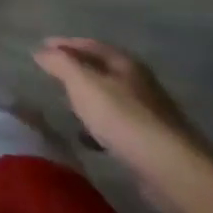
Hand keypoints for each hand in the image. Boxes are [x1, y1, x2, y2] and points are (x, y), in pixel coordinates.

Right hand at [33, 38, 212, 212]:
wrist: (172, 169)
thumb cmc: (123, 118)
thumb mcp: (83, 84)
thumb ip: (61, 64)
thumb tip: (41, 51)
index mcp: (124, 63)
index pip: (89, 44)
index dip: (64, 44)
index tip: (41, 47)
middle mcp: (139, 83)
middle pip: (102, 69)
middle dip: (77, 70)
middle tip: (51, 74)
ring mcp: (148, 113)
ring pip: (110, 98)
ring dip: (88, 100)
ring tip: (66, 106)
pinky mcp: (151, 142)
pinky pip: (117, 125)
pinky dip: (99, 126)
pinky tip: (88, 138)